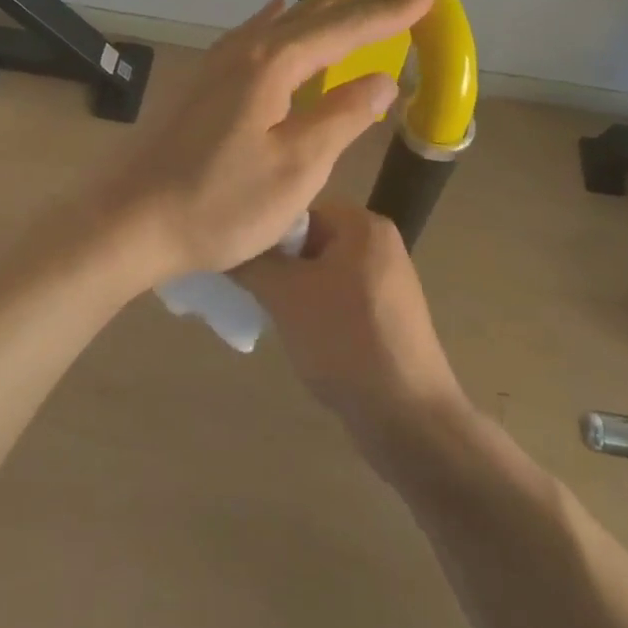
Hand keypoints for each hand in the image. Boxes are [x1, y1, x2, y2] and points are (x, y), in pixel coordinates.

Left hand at [99, 0, 433, 282]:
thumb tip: (383, 77)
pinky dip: (278, 20)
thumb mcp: (296, 168)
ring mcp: (220, 64)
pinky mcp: (205, 82)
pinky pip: (254, 35)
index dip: (389, 11)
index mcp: (274, 66)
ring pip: (284, 21)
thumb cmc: (221, 202)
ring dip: (322, 1)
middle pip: (315, 15)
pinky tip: (277, 10)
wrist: (134, 220)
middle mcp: (247, 51)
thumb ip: (342, 117)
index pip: (345, 30)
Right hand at [232, 202, 463, 432]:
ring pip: (319, 271)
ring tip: (265, 310)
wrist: (407, 417)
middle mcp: (378, 243)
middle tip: (246, 286)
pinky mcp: (385, 315)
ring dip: (291, 288)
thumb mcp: (286, 295)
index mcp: (362, 225)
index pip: (297, 209)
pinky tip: (295, 332)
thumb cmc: (345, 340)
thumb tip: (221, 242)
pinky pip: (336, 296)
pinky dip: (312, 308)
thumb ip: (250, 262)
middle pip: (308, 239)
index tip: (236, 256)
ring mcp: (385, 280)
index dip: (264, 232)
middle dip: (276, 262)